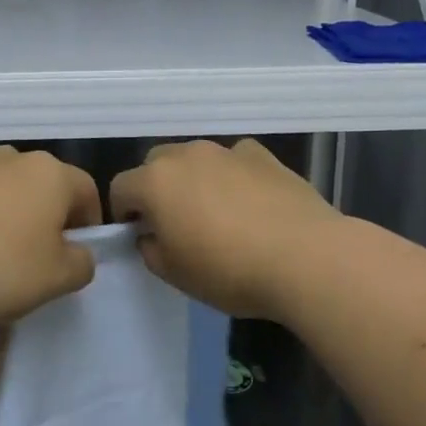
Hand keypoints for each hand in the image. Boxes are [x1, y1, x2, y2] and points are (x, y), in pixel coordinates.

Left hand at [0, 146, 101, 330]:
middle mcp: (11, 158)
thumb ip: (81, 265)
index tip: (75, 259)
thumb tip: (79, 253)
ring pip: (3, 198)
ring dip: (6, 227)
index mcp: (49, 174)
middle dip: (45, 227)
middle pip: (42, 192)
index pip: (87, 192)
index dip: (89, 226)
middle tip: (35, 268)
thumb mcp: (54, 279)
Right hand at [109, 139, 343, 320]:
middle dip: (156, 189)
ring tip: (217, 215)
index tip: (141, 237)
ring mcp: (226, 151)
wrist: (305, 257)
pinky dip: (232, 176)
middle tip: (176, 224)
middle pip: (155, 164)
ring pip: (195, 159)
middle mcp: (186, 155)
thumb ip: (150, 249)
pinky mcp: (262, 155)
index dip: (124, 214)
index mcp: (155, 182)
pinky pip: (233, 161)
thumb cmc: (229, 271)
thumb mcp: (175, 275)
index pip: (120, 188)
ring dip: (194, 180)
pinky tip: (250, 204)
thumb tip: (152, 235)